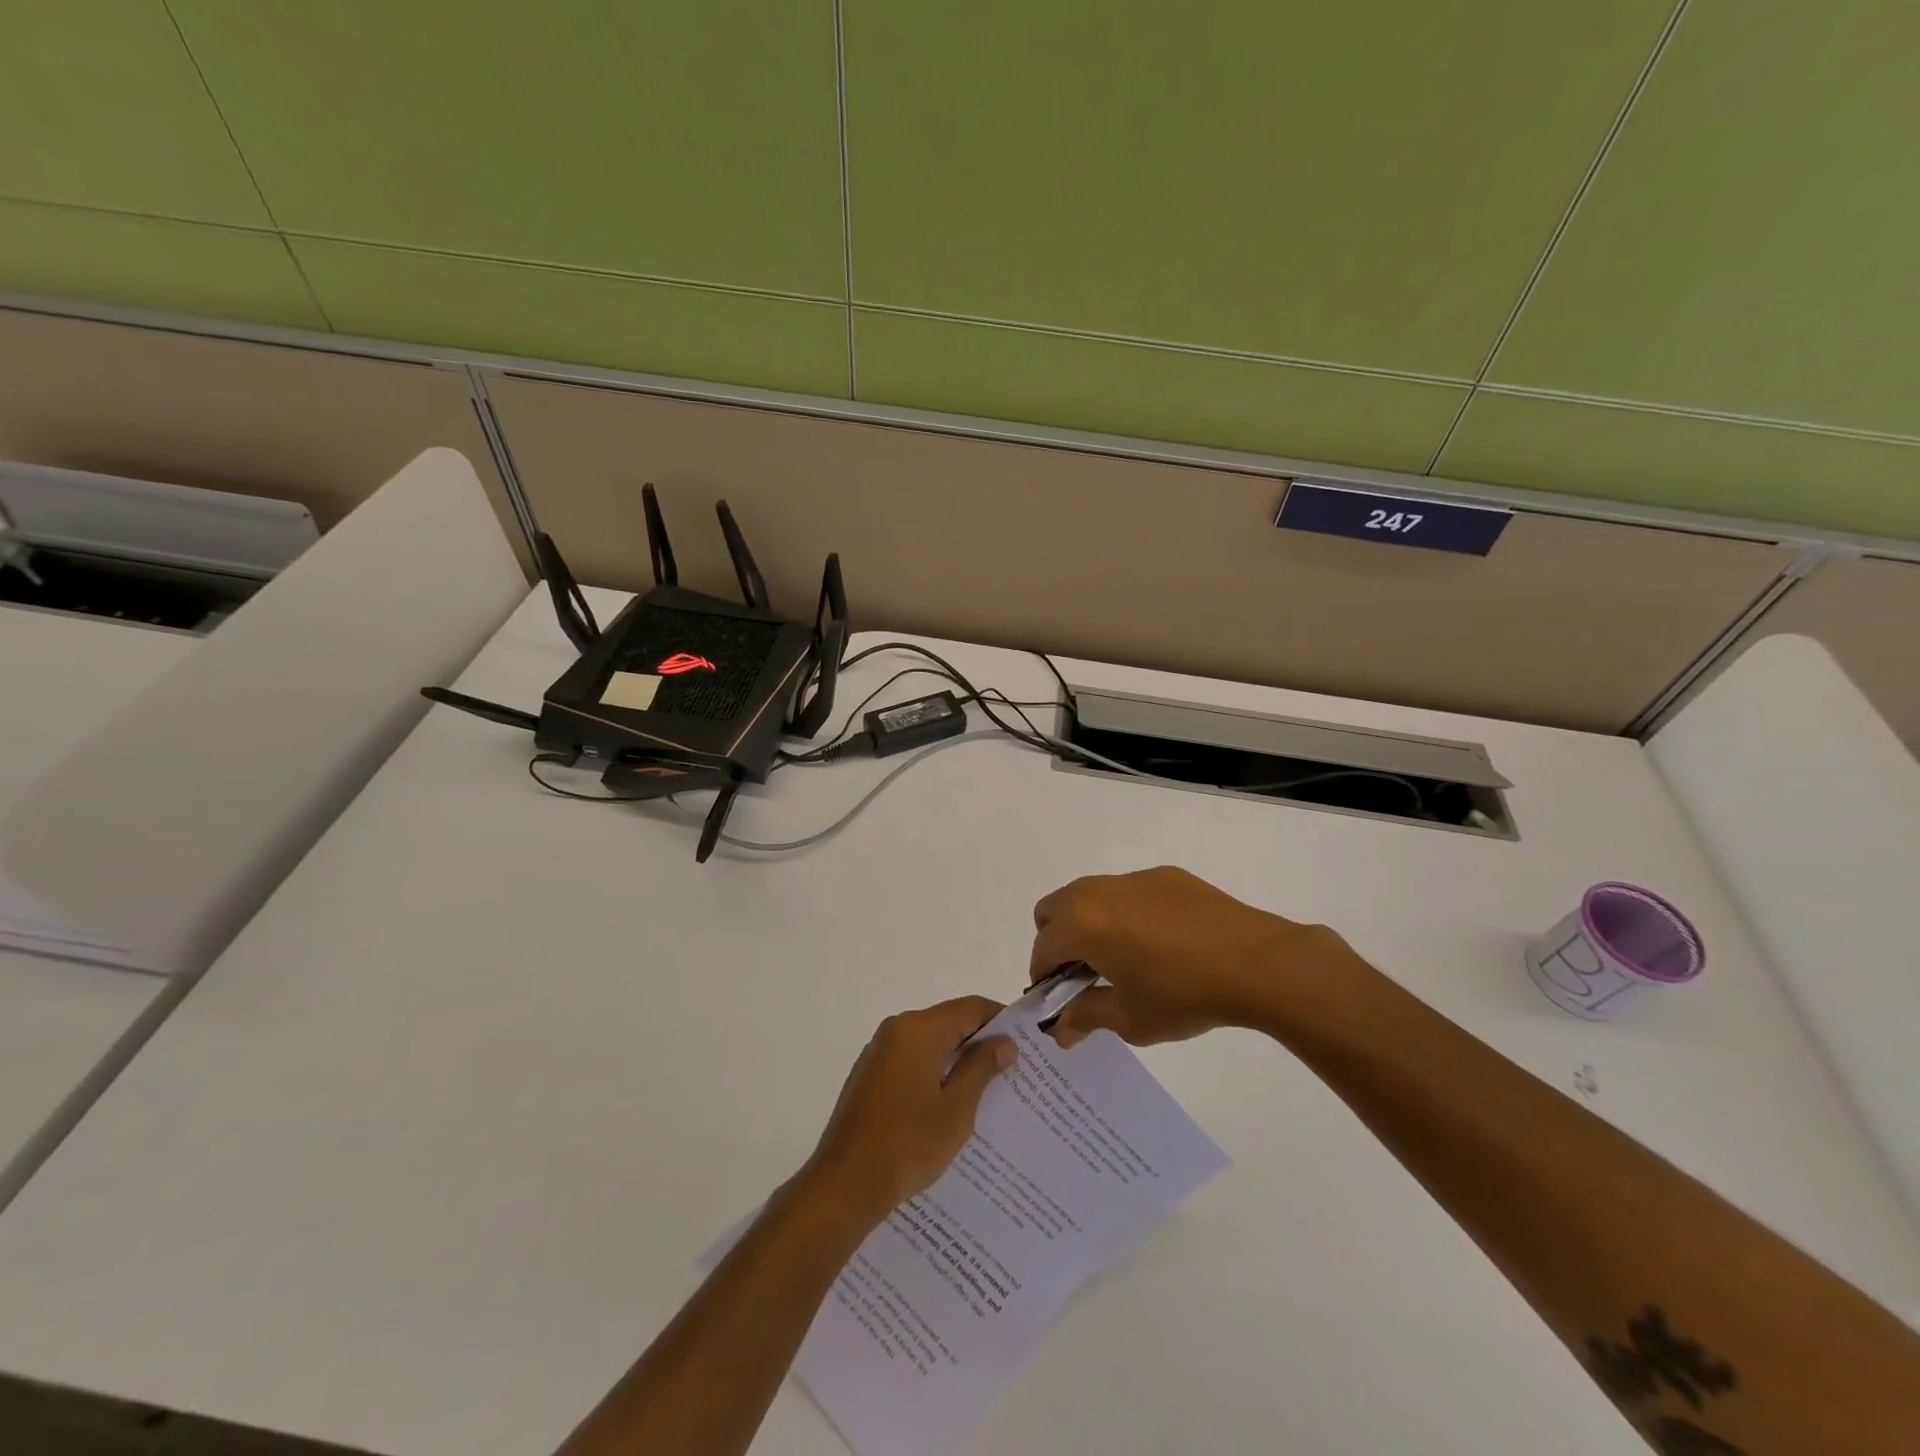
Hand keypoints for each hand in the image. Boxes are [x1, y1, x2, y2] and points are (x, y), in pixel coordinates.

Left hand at [799, 996, 1016, 1228]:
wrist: (845, 1184)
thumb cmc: (907, 1143)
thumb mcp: (956, 1108)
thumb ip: (982, 1067)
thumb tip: (1004, 1042)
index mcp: (918, 1029)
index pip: (969, 1007)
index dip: (999, 1019)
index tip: (1025, 1040)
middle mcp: (896, 1030)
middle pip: (948, 1022)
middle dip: (980, 1041)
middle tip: (1012, 1066)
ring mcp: (879, 1052)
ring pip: (930, 1043)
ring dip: (957, 1058)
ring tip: (988, 1087)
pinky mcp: (870, 1076)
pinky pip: (912, 1061)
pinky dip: (934, 1071)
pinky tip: (950, 1102)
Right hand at [1029, 866, 1353, 1047]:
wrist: (1257, 963)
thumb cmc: (1183, 995)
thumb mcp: (1130, 1018)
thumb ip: (1085, 1017)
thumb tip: (1060, 1028)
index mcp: (1082, 923)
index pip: (1043, 947)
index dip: (1044, 977)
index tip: (1060, 1000)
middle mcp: (1099, 891)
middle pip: (1054, 909)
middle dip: (1057, 941)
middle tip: (1084, 974)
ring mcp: (1134, 879)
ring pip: (1090, 895)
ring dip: (1090, 923)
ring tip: (1123, 958)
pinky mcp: (1166, 876)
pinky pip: (1128, 892)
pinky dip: (1126, 913)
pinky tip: (1162, 943)